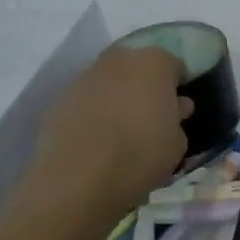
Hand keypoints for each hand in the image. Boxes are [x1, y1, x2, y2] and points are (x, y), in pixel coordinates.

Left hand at [7, 45, 191, 224]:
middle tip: (150, 115)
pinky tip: (97, 139)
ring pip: (110, 81)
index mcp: (155, 63)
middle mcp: (120, 60)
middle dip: (146, 85)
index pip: (175, 65)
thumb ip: (177, 118)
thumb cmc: (141, 155)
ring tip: (121, 129)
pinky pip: (87, 99)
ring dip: (118, 96)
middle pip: (139, 66)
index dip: (178, 87)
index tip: (178, 109)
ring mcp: (86, 76)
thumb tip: (175, 108)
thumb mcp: (177, 143)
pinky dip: (94, 111)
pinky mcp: (60, 98)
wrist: (79, 179)